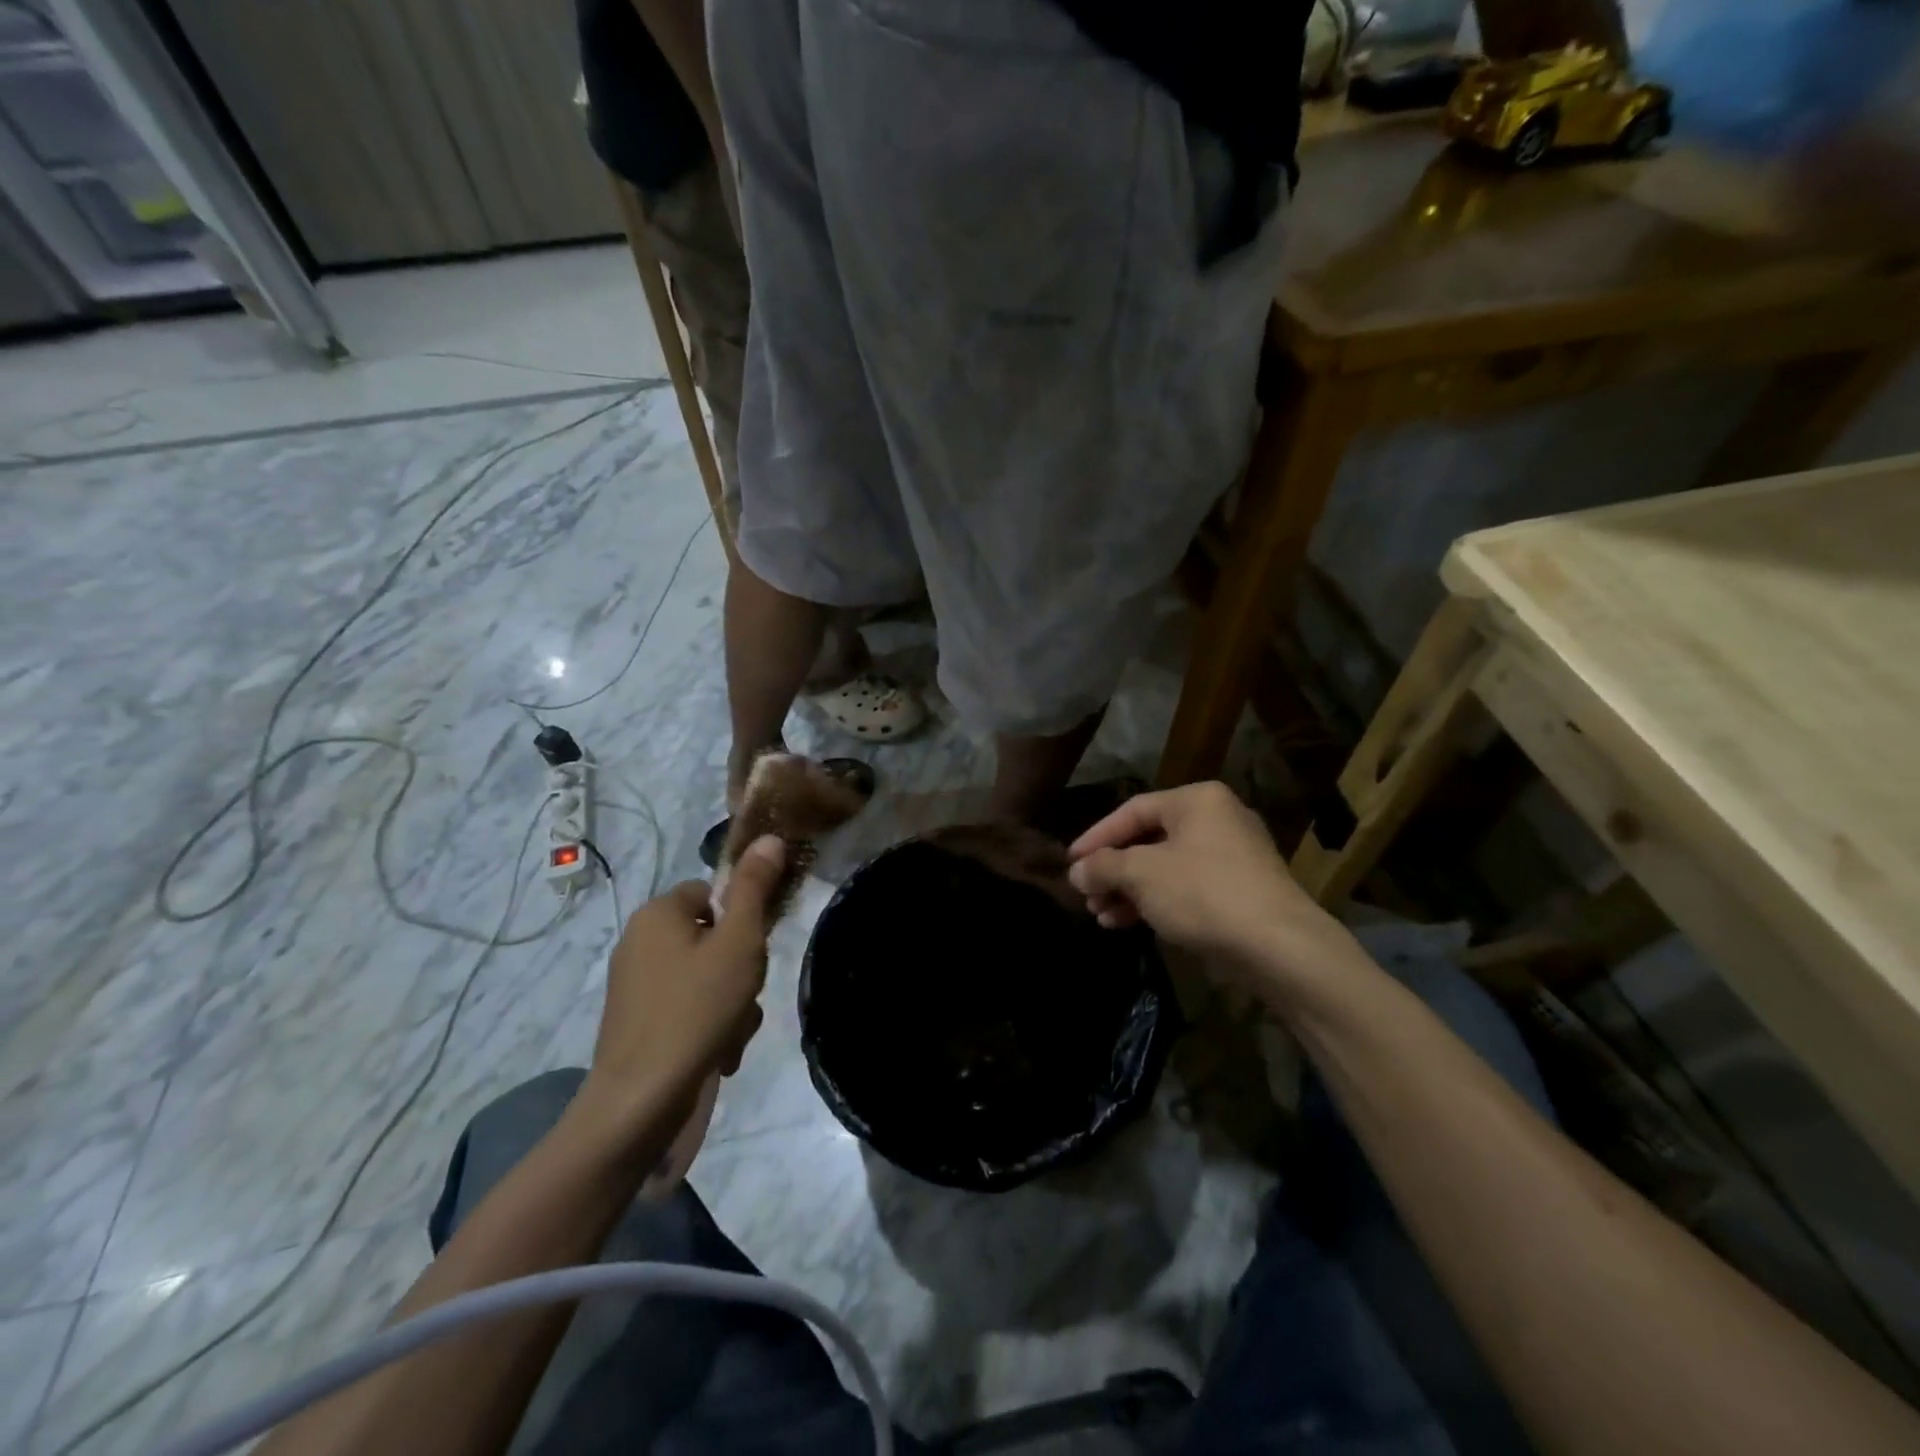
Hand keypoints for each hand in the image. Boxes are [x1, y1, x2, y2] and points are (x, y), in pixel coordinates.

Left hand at [586, 835, 786, 1118]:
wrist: (640, 1102)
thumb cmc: (695, 1010)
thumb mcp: (739, 943)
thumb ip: (755, 888)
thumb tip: (770, 838)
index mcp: (658, 913)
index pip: (714, 893)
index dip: (743, 920)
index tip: (754, 952)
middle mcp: (640, 940)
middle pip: (713, 937)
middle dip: (740, 970)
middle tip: (745, 996)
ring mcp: (635, 984)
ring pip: (707, 976)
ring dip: (731, 1002)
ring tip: (732, 1033)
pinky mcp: (637, 1021)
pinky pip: (688, 1006)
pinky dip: (709, 1024)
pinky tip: (718, 1053)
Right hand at [1067, 782, 1362, 1003]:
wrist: (1278, 946)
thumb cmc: (1203, 893)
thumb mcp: (1142, 874)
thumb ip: (1103, 866)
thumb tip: (1076, 869)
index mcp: (1197, 800)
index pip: (1132, 810)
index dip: (1096, 837)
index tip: (1070, 862)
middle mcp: (1217, 819)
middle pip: (1148, 840)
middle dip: (1113, 871)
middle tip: (1086, 895)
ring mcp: (1233, 856)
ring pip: (1166, 868)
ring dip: (1129, 891)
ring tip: (1101, 915)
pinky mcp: (1240, 891)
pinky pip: (1186, 888)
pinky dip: (1156, 902)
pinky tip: (1127, 924)